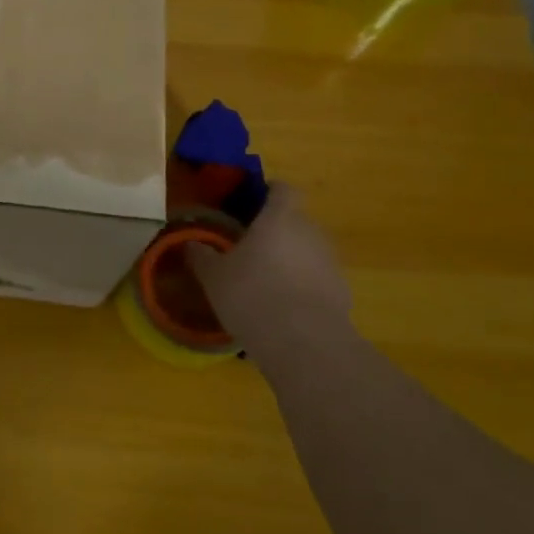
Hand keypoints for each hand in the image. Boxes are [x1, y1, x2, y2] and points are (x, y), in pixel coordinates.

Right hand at [186, 183, 351, 342]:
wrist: (304, 342)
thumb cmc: (251, 295)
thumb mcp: (214, 276)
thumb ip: (202, 256)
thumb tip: (191, 244)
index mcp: (279, 219)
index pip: (284, 190)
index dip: (272, 191)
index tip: (256, 199)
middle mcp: (310, 232)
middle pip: (295, 220)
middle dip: (276, 230)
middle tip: (249, 247)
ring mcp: (330, 262)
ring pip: (307, 249)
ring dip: (289, 258)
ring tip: (264, 280)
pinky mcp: (341, 291)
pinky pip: (316, 277)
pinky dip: (302, 284)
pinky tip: (282, 306)